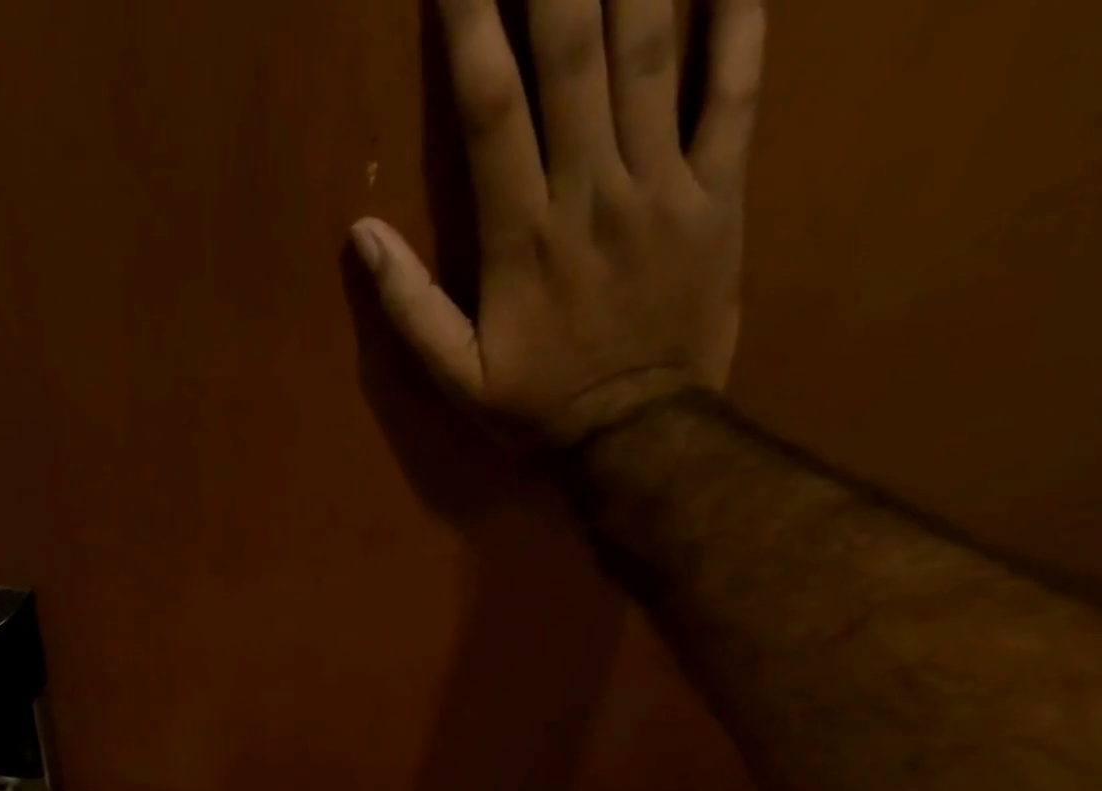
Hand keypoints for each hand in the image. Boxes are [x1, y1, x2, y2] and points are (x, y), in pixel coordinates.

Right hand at [352, 0, 765, 446]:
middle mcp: (592, 192)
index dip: (470, 23)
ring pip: (652, 48)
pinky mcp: (721, 193)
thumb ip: (412, 309)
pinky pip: (738, 87)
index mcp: (523, 237)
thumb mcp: (458, 380)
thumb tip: (362, 235)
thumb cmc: (538, 410)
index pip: (490, 108)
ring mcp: (664, 185)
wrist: (637, 437)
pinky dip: (740, 12)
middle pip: (572, 51)